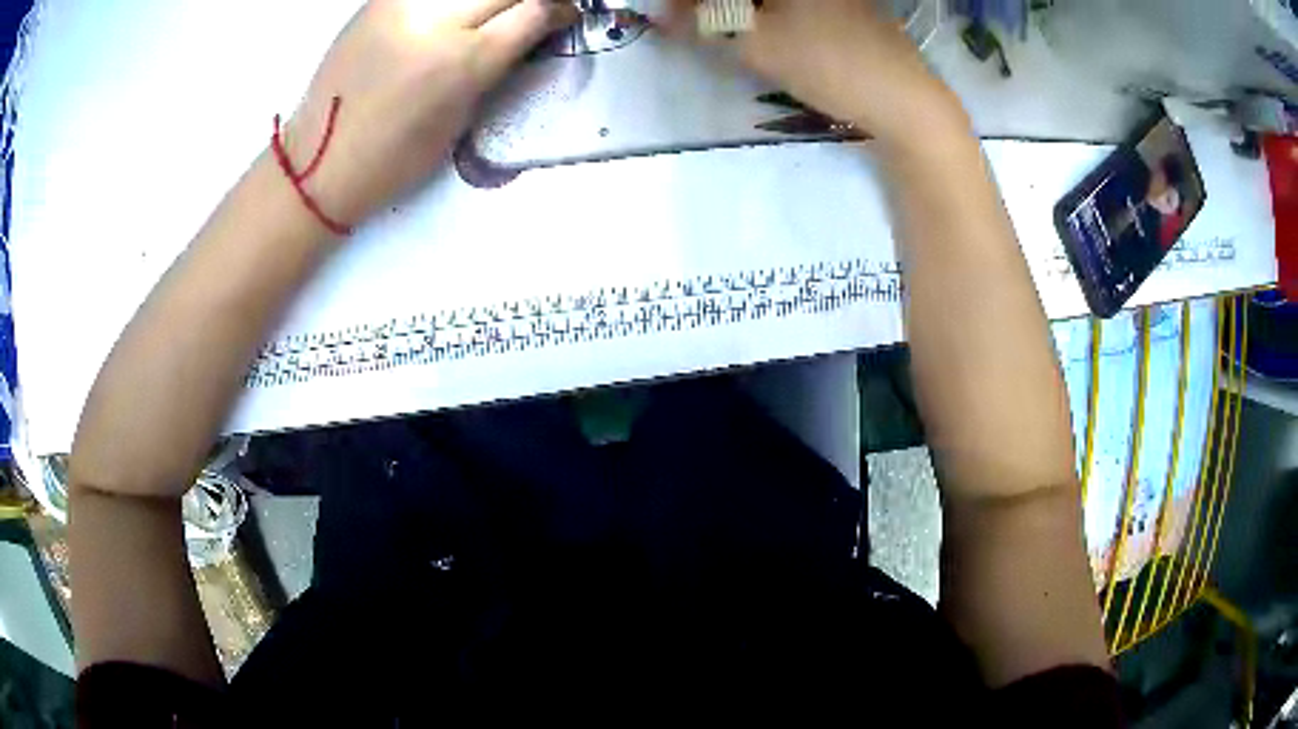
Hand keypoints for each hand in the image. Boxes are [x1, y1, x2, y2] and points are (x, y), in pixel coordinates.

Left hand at [283, 0, 576, 227]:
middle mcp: (435, 20)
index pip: (534, 11)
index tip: (564, 16)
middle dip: (529, 0)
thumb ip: (499, 63)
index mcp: (463, 62)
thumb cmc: (394, 159)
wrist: (321, 159)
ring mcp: (402, 4)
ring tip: (490, 14)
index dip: (559, 10)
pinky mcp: (379, 0)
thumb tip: (532, 29)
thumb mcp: (461, 117)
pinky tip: (454, 14)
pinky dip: (453, 1)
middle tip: (533, 11)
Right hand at [668, 0, 967, 150]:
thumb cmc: (831, 64)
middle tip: (694, 23)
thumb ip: (703, 23)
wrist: (907, 102)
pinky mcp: (849, 7)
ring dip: (740, 8)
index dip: (691, 0)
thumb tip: (662, 14)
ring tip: (724, 30)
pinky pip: (796, 5)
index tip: (670, 15)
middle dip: (714, 3)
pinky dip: (769, 12)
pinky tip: (765, 31)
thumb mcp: (757, 44)